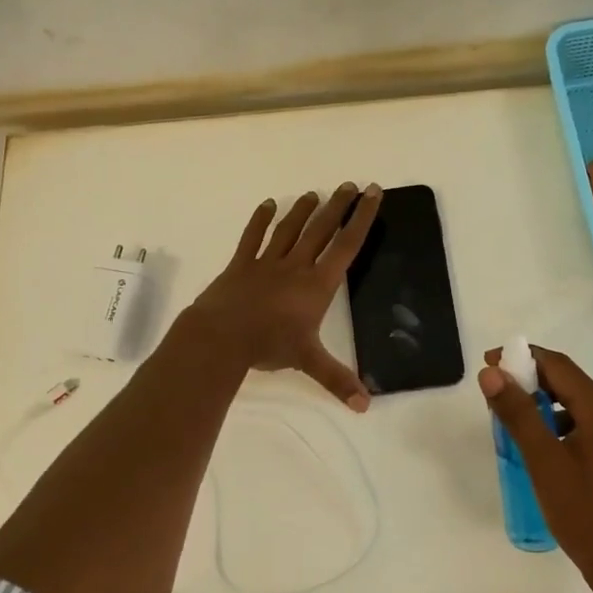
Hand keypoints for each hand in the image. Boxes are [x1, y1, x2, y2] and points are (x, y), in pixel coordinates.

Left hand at [189, 183, 383, 410]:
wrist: (221, 336)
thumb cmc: (268, 345)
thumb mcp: (308, 361)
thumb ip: (337, 380)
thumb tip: (366, 406)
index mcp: (317, 284)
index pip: (346, 246)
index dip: (361, 218)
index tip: (372, 193)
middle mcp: (296, 266)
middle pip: (321, 229)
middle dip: (338, 206)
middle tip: (350, 185)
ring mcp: (267, 262)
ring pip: (290, 229)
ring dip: (304, 209)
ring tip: (316, 193)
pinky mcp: (241, 264)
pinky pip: (253, 237)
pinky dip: (261, 220)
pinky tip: (268, 204)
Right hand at [479, 345, 592, 584]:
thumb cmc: (586, 515)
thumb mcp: (544, 462)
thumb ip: (518, 413)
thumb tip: (492, 374)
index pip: (560, 367)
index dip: (524, 358)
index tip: (491, 363)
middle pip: (574, 388)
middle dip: (535, 384)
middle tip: (500, 397)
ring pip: (585, 413)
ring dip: (551, 409)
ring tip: (521, 429)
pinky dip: (569, 431)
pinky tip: (553, 456)